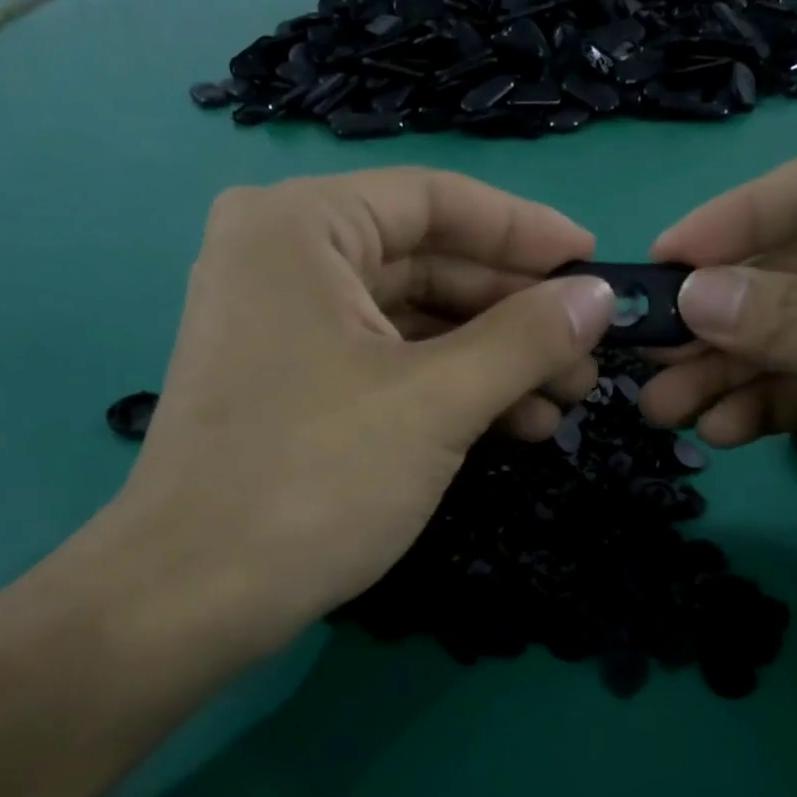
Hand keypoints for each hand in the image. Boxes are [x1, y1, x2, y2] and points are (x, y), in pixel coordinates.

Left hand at [64, 168, 615, 663]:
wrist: (196, 596)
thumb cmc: (316, 479)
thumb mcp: (437, 402)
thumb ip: (526, 339)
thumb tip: (600, 296)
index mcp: (302, 226)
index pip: (438, 200)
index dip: (526, 231)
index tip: (596, 264)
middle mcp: (284, 258)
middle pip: (429, 262)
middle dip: (517, 312)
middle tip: (590, 353)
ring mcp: (284, 326)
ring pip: (415, 322)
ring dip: (494, 359)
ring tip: (565, 399)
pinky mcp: (293, 385)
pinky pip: (388, 365)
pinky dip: (451, 389)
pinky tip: (513, 424)